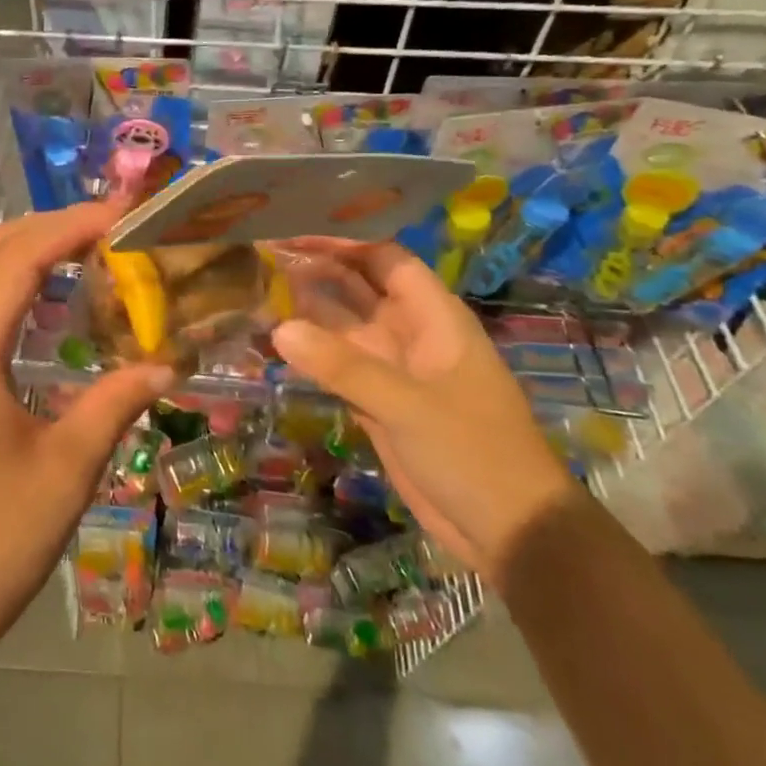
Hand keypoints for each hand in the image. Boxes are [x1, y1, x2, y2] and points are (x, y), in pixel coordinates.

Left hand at [0, 201, 171, 676]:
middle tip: (112, 230)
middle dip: (49, 229)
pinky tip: (43, 311)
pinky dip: (4, 289)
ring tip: (86, 257)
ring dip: (25, 256)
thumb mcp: (65, 471)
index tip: (125, 214)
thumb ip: (115, 403)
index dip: (72, 225)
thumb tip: (166, 364)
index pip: (18, 257)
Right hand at [274, 241, 576, 587]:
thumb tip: (279, 329)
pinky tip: (274, 342)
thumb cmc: (473, 452)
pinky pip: (336, 366)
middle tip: (261, 259)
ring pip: (342, 327)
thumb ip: (343, 366)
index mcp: (433, 317)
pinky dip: (309, 354)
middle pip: (358, 288)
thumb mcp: (407, 404)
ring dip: (306, 312)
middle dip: (317, 272)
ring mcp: (392, 369)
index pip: (385, 259)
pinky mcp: (376, 403)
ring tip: (257, 292)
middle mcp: (409, 333)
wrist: (508, 530)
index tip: (294, 236)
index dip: (344, 244)